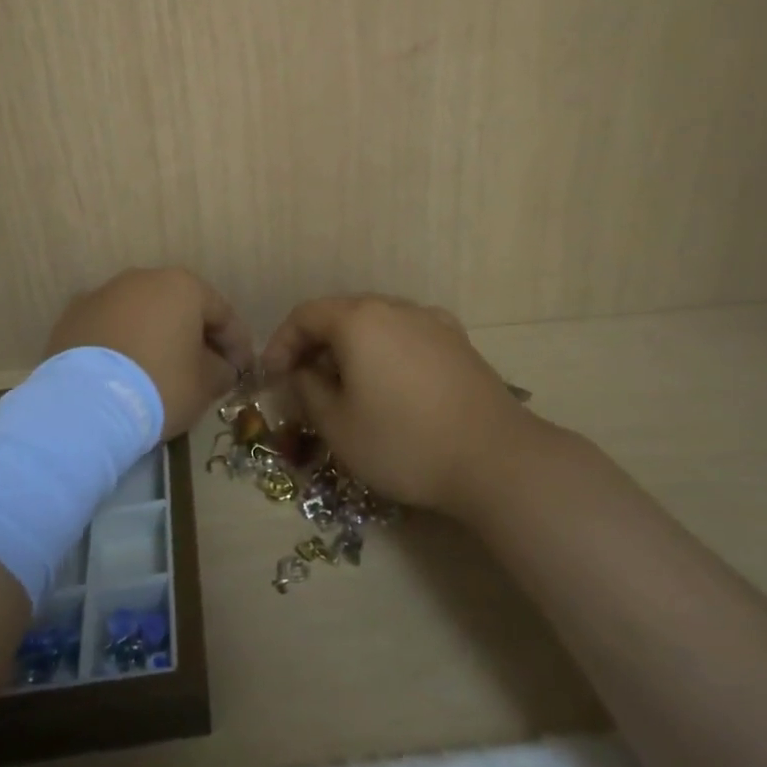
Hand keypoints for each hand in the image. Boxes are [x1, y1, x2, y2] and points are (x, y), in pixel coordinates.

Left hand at [46, 268, 254, 438]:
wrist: (84, 404)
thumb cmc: (160, 386)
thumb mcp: (205, 385)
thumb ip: (222, 370)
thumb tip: (222, 368)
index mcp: (182, 286)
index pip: (222, 313)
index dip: (238, 344)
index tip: (244, 371)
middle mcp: (142, 279)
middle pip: (180, 308)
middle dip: (196, 336)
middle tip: (206, 369)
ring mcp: (103, 294)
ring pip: (142, 315)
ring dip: (157, 337)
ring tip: (162, 370)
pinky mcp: (73, 317)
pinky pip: (111, 329)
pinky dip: (123, 345)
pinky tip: (126, 373)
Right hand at [262, 295, 538, 513]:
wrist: (496, 459)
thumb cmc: (404, 442)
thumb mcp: (338, 426)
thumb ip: (308, 390)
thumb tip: (303, 374)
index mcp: (359, 319)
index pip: (305, 316)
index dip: (280, 343)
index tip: (270, 377)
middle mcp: (395, 307)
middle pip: (341, 314)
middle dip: (315, 345)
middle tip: (302, 382)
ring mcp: (431, 321)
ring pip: (375, 324)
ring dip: (350, 348)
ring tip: (344, 385)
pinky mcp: (458, 341)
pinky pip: (406, 335)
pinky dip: (385, 352)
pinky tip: (390, 384)